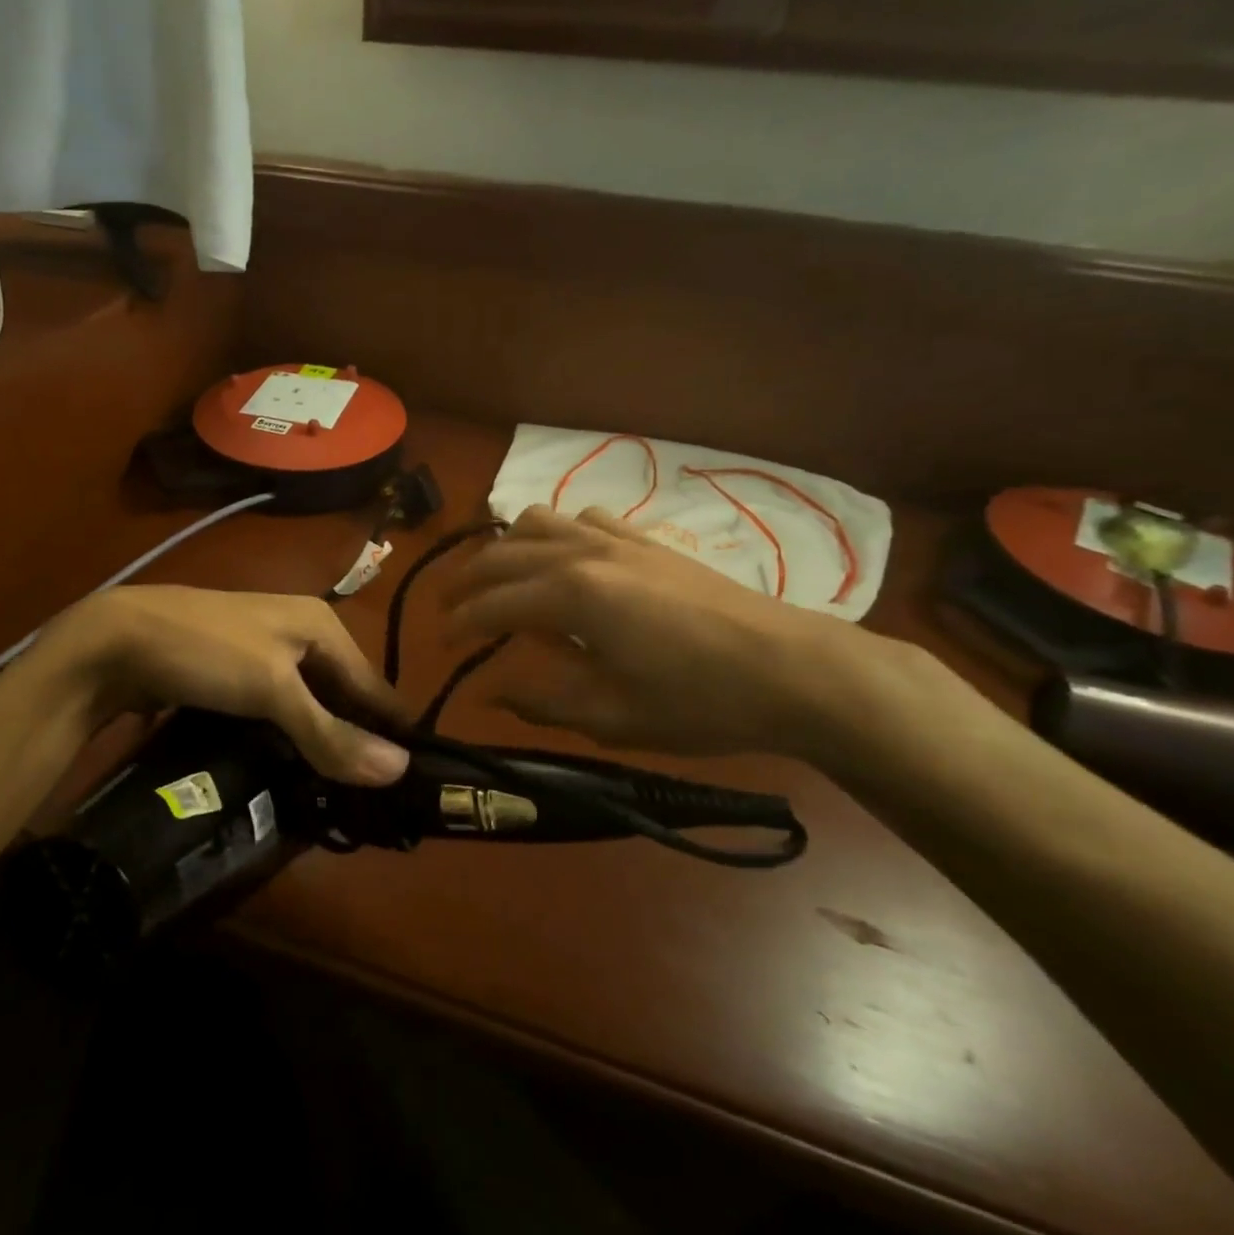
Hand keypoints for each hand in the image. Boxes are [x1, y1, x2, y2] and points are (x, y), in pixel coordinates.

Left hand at [49, 585, 410, 785]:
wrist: (116, 639)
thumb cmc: (207, 652)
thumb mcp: (273, 690)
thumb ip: (331, 732)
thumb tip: (401, 770)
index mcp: (321, 624)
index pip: (373, 683)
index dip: (391, 730)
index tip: (411, 782)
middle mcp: (299, 632)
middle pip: (342, 694)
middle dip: (354, 740)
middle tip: (371, 800)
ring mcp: (264, 652)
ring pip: (309, 704)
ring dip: (320, 743)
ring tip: (336, 795)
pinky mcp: (235, 674)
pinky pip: (277, 710)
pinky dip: (288, 737)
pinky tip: (291, 769)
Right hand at [439, 506, 884, 762]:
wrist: (793, 669)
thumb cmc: (699, 701)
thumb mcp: (611, 716)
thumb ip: (540, 699)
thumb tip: (488, 690)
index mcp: (569, 595)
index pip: (491, 604)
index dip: (458, 625)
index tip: (440, 646)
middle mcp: (582, 552)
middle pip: (502, 554)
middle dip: (466, 582)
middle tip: (449, 611)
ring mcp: (616, 539)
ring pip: (538, 522)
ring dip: (506, 548)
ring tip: (497, 579)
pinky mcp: (646, 540)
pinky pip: (583, 518)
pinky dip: (557, 534)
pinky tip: (565, 561)